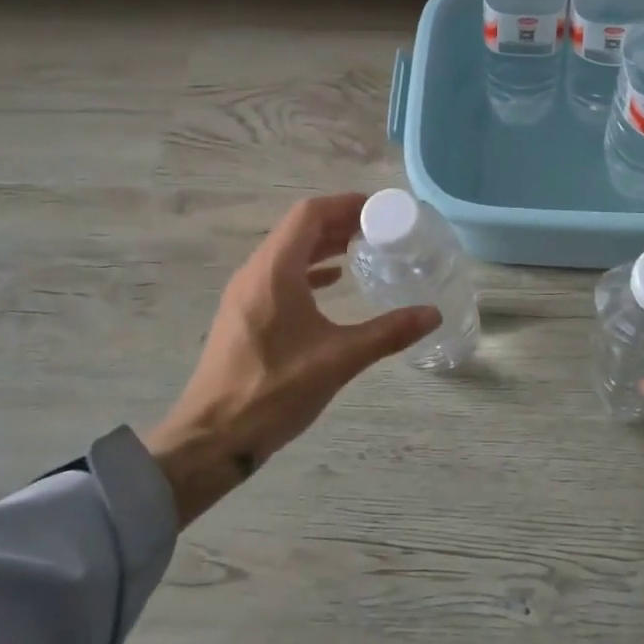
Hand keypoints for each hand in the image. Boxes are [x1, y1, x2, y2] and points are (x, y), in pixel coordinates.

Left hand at [144, 193, 438, 523]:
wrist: (210, 439)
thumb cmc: (274, 391)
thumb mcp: (338, 359)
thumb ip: (388, 333)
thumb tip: (432, 314)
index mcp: (275, 270)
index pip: (309, 214)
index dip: (344, 204)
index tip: (378, 209)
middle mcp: (256, 271)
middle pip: (298, 228)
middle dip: (338, 221)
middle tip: (377, 228)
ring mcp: (245, 293)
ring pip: (287, 251)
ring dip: (322, 244)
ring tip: (360, 249)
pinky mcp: (242, 314)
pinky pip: (278, 273)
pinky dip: (307, 268)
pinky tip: (331, 283)